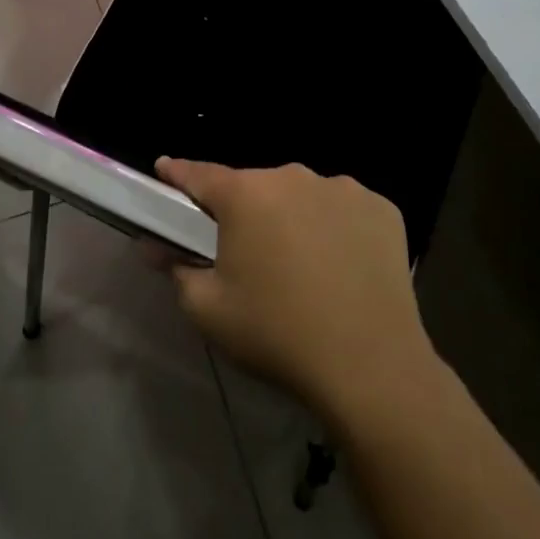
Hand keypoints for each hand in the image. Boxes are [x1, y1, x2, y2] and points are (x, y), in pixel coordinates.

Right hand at [159, 159, 435, 423]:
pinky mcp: (383, 209)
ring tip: (300, 265)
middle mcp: (293, 177)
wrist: (371, 367)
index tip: (165, 171)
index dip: (177, 174)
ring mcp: (343, 189)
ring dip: (292, 218)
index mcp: (245, 194)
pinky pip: (344, 210)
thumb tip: (156, 247)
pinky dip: (336, 228)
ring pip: (302, 196)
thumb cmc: (277, 334)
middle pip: (255, 187)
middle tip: (244, 251)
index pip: (199, 174)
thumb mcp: (209, 310)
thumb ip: (175, 269)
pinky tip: (341, 266)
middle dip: (244, 211)